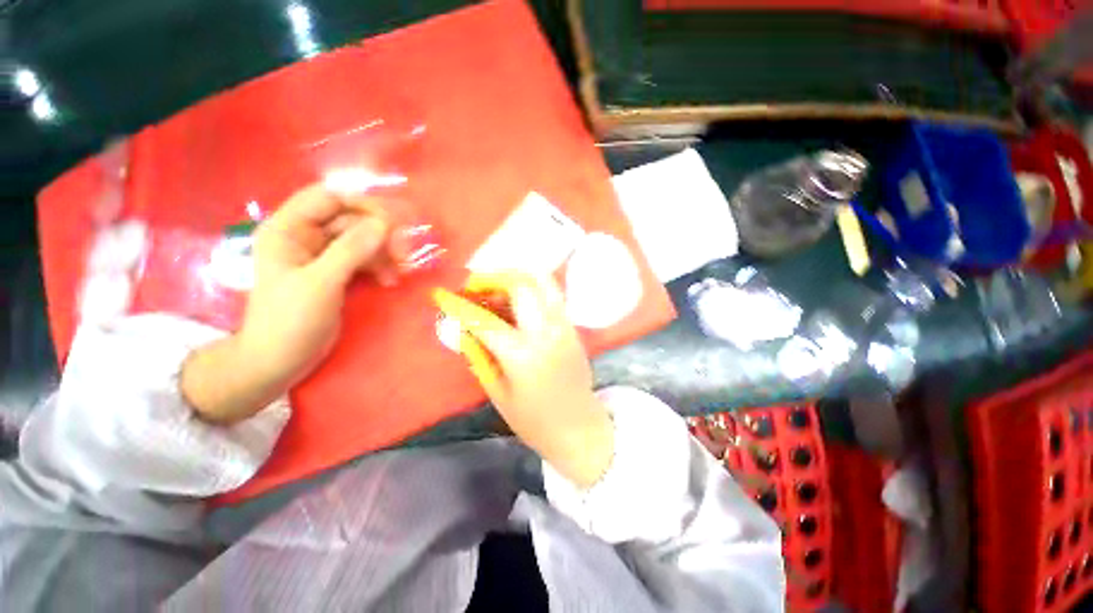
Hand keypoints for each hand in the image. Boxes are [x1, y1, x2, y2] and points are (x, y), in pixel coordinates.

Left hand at [182, 184, 392, 422]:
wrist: (281, 360)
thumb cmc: (290, 321)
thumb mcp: (320, 283)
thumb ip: (351, 251)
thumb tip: (384, 224)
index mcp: (289, 229)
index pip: (329, 197)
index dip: (362, 203)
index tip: (394, 222)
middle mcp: (306, 236)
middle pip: (352, 218)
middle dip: (380, 233)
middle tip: (404, 252)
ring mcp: (324, 255)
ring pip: (363, 239)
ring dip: (385, 252)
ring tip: (400, 271)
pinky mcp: (338, 272)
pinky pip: (366, 258)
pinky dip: (381, 266)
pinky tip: (390, 281)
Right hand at [434, 273, 614, 487]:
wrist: (579, 426)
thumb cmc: (534, 419)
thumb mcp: (498, 392)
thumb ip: (479, 356)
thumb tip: (462, 329)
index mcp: (521, 354)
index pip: (484, 320)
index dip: (460, 306)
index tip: (444, 295)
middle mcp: (545, 332)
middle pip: (521, 285)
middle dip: (494, 278)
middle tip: (476, 286)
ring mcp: (563, 326)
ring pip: (543, 282)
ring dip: (516, 278)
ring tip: (497, 288)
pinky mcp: (573, 327)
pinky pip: (552, 295)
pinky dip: (532, 289)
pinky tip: (518, 303)